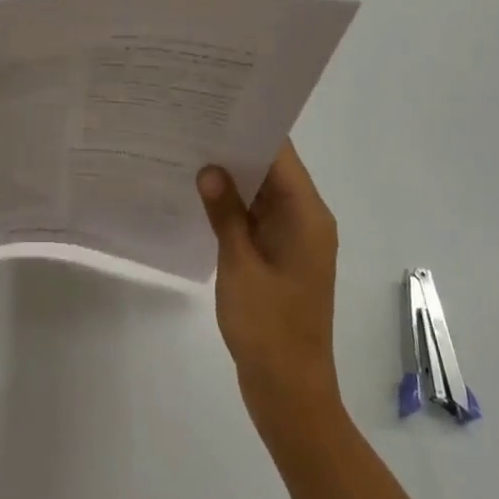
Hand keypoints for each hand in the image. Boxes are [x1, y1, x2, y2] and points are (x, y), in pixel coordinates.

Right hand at [197, 140, 342, 430]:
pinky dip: (236, 207)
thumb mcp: (240, 265)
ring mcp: (296, 240)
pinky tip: (202, 197)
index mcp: (307, 215)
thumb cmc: (268, 326)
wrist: (289, 391)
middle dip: (236, 149)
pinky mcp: (282, 258)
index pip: (281, 155)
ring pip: (265, 194)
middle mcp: (308, 220)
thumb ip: (225, 213)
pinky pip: (259, 219)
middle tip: (192, 126)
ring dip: (234, 178)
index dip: (250, 129)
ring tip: (190, 152)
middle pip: (274, 171)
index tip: (214, 107)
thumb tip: (210, 169)